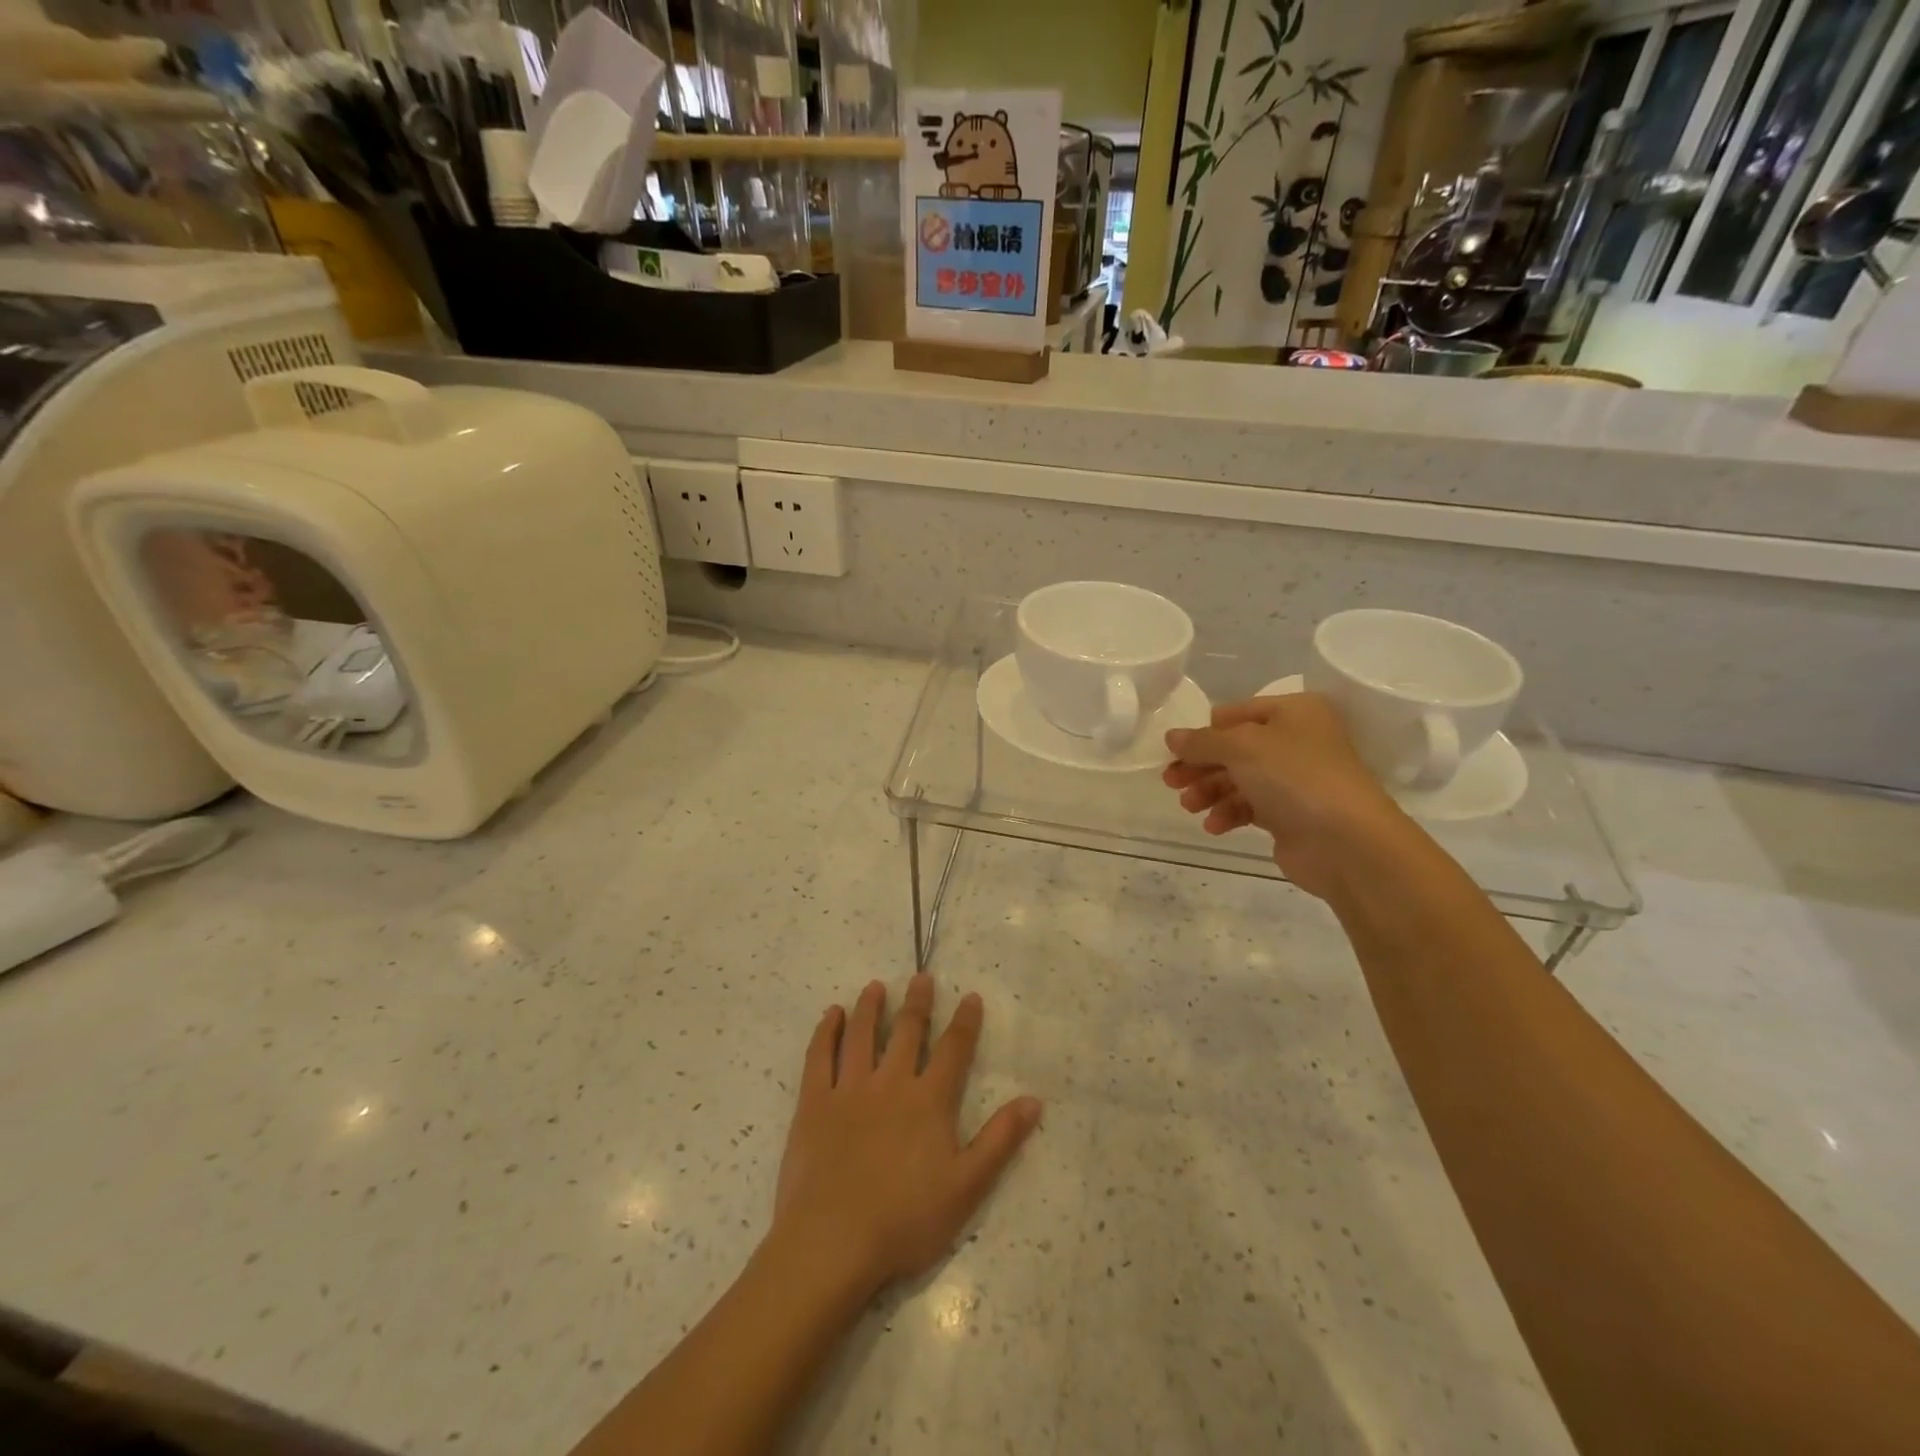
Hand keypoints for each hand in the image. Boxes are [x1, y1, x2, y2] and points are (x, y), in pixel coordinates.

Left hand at [771, 975, 1040, 1298]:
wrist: (833, 1242)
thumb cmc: (905, 1220)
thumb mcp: (967, 1187)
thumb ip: (1000, 1140)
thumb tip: (1033, 1100)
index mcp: (929, 1101)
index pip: (953, 1050)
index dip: (965, 1022)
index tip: (970, 996)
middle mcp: (890, 1083)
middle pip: (907, 1031)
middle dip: (918, 1002)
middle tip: (921, 977)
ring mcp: (849, 1089)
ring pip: (862, 1035)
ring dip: (871, 1007)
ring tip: (876, 987)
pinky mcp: (814, 1103)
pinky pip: (819, 1056)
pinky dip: (826, 1031)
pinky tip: (831, 1015)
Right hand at [1163, 692, 1410, 899]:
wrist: (1346, 842)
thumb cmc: (1294, 777)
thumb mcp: (1240, 746)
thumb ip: (1201, 741)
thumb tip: (1171, 737)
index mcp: (1292, 712)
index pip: (1234, 713)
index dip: (1203, 732)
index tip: (1174, 752)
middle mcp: (1296, 740)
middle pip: (1233, 749)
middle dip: (1200, 766)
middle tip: (1171, 782)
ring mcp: (1294, 779)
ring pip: (1238, 779)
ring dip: (1209, 791)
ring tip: (1189, 806)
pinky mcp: (1290, 814)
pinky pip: (1249, 807)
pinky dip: (1228, 813)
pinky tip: (1214, 825)